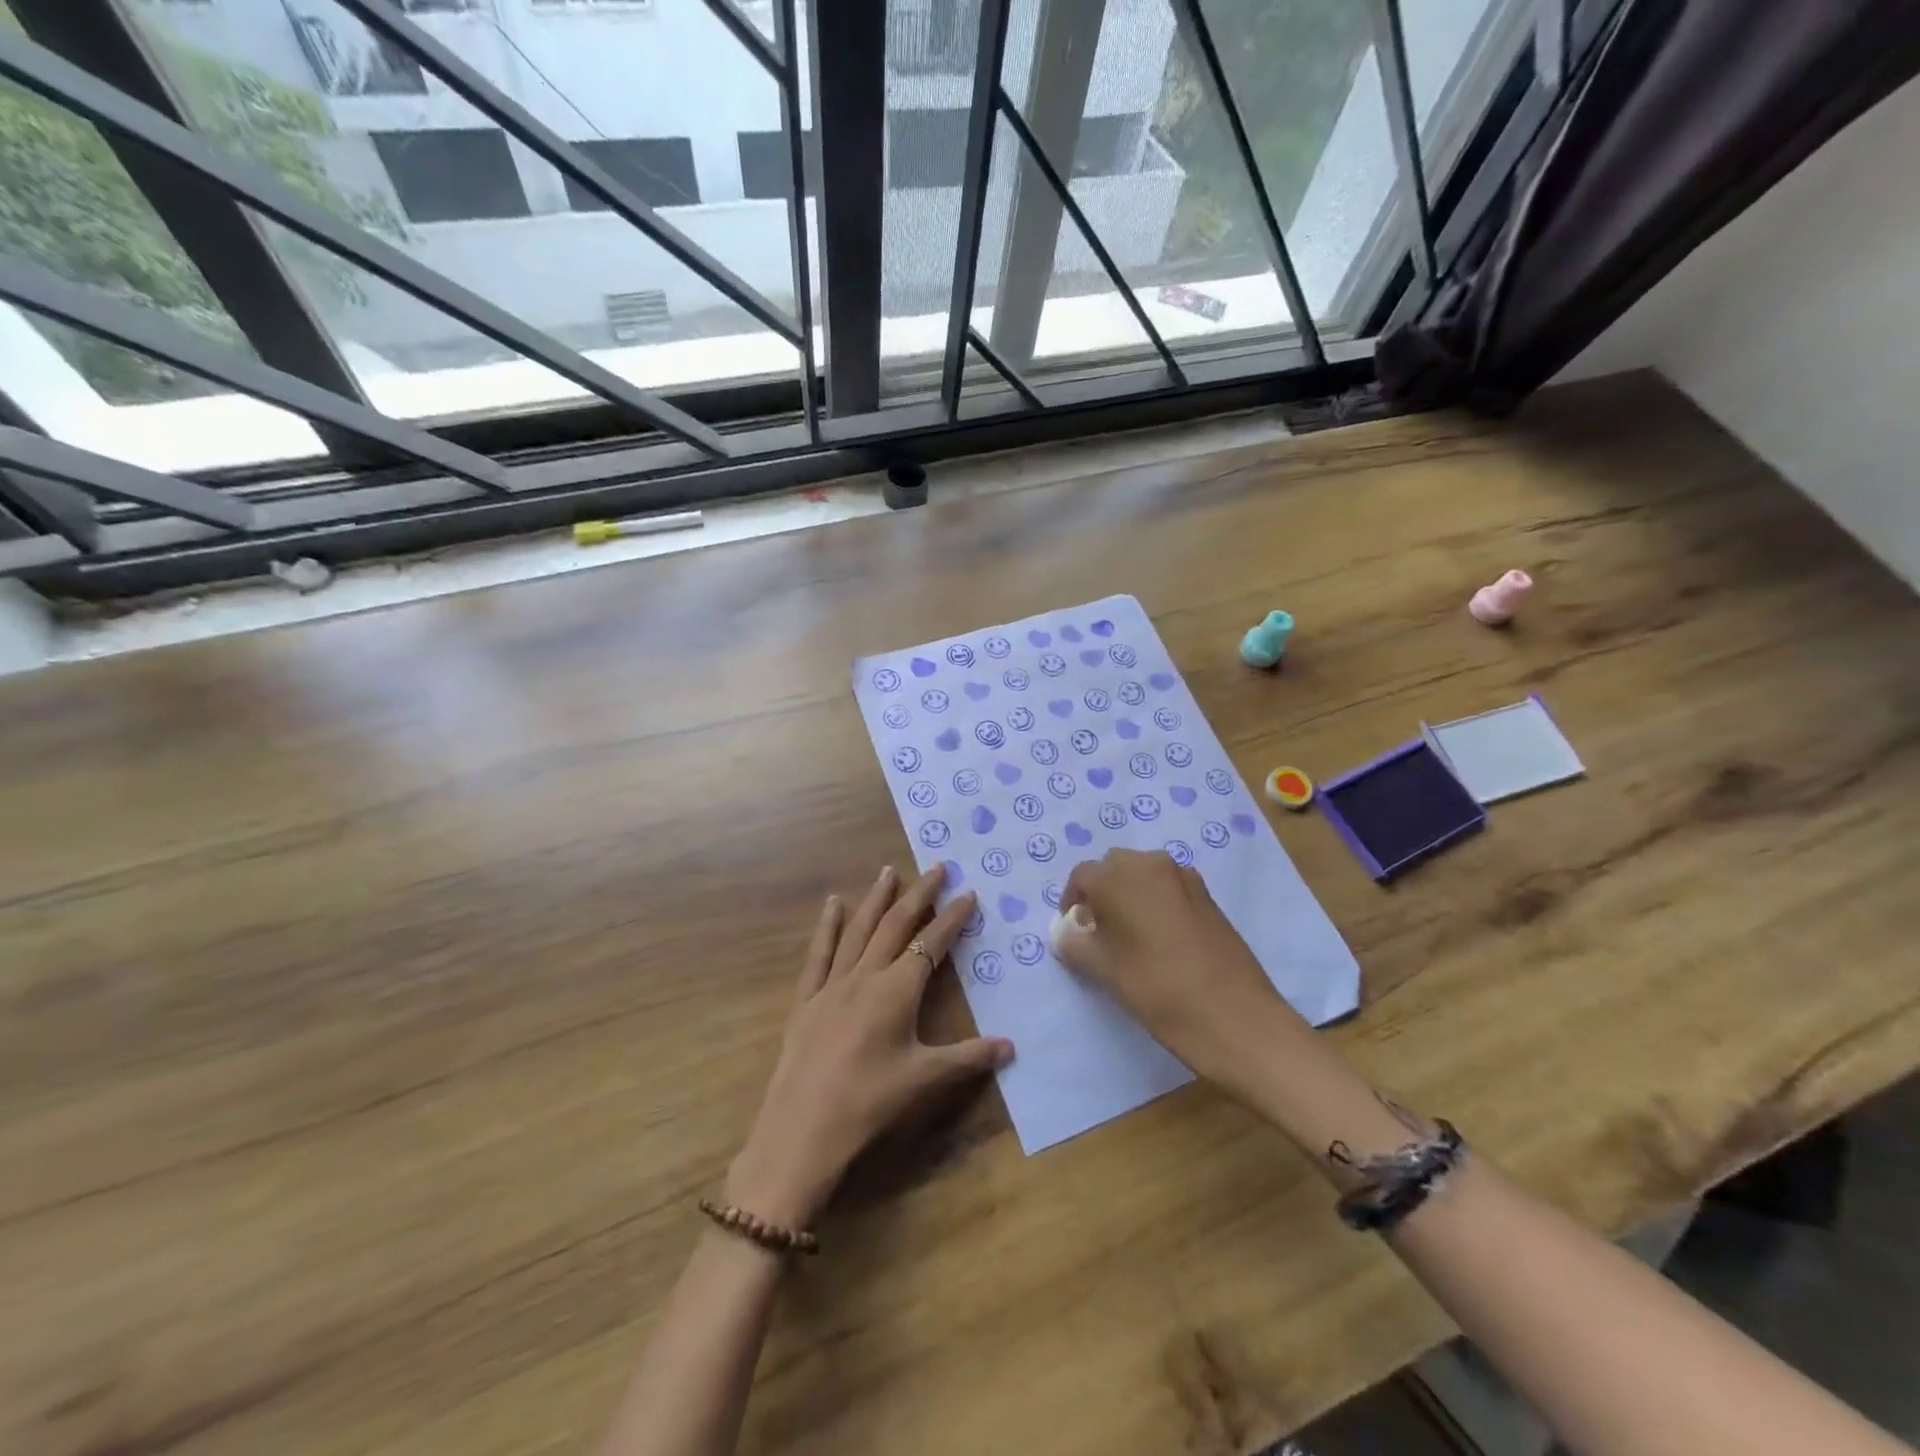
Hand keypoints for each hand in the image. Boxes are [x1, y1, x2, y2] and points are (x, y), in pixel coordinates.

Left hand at [726, 864, 1013, 1228]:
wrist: (803, 1129)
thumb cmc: (870, 1102)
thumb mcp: (925, 1079)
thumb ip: (969, 1058)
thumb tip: (1011, 1047)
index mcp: (897, 990)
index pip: (931, 944)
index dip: (952, 918)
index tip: (968, 894)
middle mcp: (866, 976)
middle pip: (895, 925)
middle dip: (919, 894)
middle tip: (936, 867)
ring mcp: (832, 984)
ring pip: (859, 930)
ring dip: (876, 898)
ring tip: (888, 871)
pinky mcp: (806, 999)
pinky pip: (819, 953)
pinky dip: (828, 926)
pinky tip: (833, 903)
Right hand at [1056, 849, 1304, 1091]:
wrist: (1236, 1017)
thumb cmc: (1159, 991)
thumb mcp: (1105, 971)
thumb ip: (1076, 945)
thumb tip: (1068, 933)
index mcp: (1120, 877)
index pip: (1082, 876)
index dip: (1072, 902)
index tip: (1075, 932)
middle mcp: (1152, 865)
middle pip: (1113, 867)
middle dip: (1102, 892)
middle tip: (1101, 932)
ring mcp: (1185, 878)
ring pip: (1143, 874)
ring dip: (1130, 895)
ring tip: (1131, 937)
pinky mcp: (1208, 896)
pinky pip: (1169, 887)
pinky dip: (1157, 902)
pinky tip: (1162, 940)